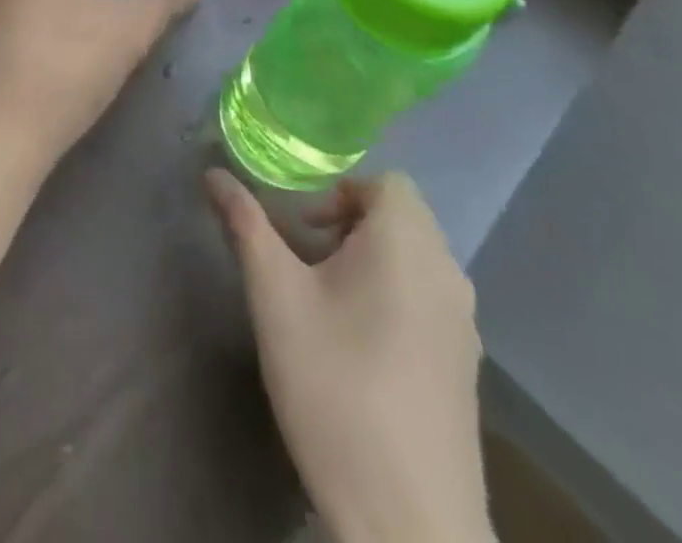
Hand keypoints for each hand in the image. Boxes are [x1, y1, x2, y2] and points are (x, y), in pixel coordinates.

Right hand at [206, 170, 494, 542]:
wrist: (410, 525)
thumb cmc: (336, 388)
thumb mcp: (275, 297)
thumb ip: (246, 224)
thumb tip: (214, 173)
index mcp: (408, 245)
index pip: (385, 183)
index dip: (338, 194)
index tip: (302, 235)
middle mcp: (448, 274)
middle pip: (400, 220)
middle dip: (347, 229)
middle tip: (304, 269)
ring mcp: (465, 327)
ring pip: (413, 263)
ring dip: (368, 265)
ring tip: (325, 311)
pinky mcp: (467, 372)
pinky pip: (428, 304)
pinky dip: (393, 302)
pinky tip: (359, 355)